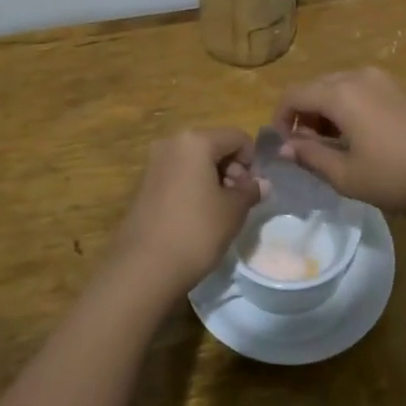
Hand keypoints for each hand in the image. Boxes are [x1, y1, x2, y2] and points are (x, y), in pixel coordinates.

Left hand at [111, 128, 262, 297]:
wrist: (144, 267)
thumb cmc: (196, 231)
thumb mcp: (233, 210)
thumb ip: (250, 190)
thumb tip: (262, 183)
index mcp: (195, 141)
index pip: (236, 137)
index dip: (252, 161)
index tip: (253, 189)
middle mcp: (171, 143)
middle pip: (214, 145)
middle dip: (232, 169)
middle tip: (239, 200)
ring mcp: (154, 163)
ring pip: (195, 161)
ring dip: (213, 179)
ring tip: (220, 211)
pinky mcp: (143, 184)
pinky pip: (178, 175)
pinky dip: (193, 187)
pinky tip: (197, 216)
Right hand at [272, 68, 405, 220]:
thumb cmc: (400, 177)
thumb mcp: (347, 176)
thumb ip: (311, 157)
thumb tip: (284, 147)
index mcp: (340, 93)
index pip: (293, 94)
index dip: (280, 119)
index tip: (282, 148)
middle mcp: (359, 76)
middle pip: (316, 87)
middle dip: (303, 115)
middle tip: (306, 149)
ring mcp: (384, 80)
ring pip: (340, 88)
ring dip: (326, 112)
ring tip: (332, 147)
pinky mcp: (403, 90)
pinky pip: (362, 92)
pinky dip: (349, 109)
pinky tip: (361, 139)